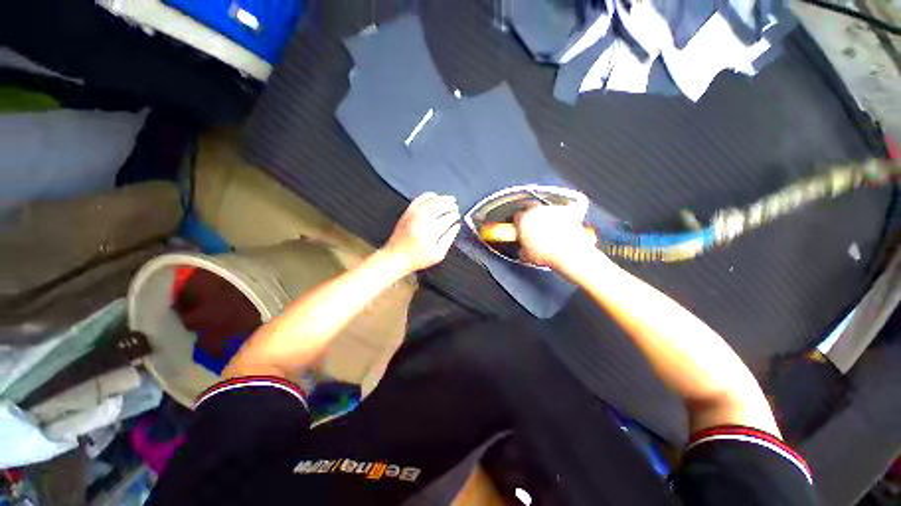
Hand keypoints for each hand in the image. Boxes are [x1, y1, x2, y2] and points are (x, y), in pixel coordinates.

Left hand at [384, 192, 460, 272]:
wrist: (397, 257)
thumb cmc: (417, 258)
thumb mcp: (438, 254)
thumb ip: (449, 239)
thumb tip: (457, 227)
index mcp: (431, 232)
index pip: (447, 218)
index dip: (455, 216)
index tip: (458, 216)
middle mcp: (422, 220)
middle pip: (440, 206)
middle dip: (450, 205)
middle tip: (456, 207)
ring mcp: (413, 215)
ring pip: (431, 200)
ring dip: (442, 199)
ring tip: (449, 200)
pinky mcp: (407, 213)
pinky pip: (419, 199)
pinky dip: (428, 195)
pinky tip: (434, 196)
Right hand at [514, 203, 597, 270]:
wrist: (569, 252)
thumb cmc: (548, 253)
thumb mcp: (527, 256)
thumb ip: (522, 249)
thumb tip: (524, 250)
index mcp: (523, 220)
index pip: (516, 217)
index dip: (518, 224)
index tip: (520, 229)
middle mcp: (536, 211)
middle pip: (529, 207)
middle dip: (530, 216)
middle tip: (532, 227)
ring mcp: (551, 209)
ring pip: (544, 210)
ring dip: (544, 217)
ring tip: (547, 231)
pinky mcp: (565, 211)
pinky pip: (559, 213)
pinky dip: (558, 219)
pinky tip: (559, 230)